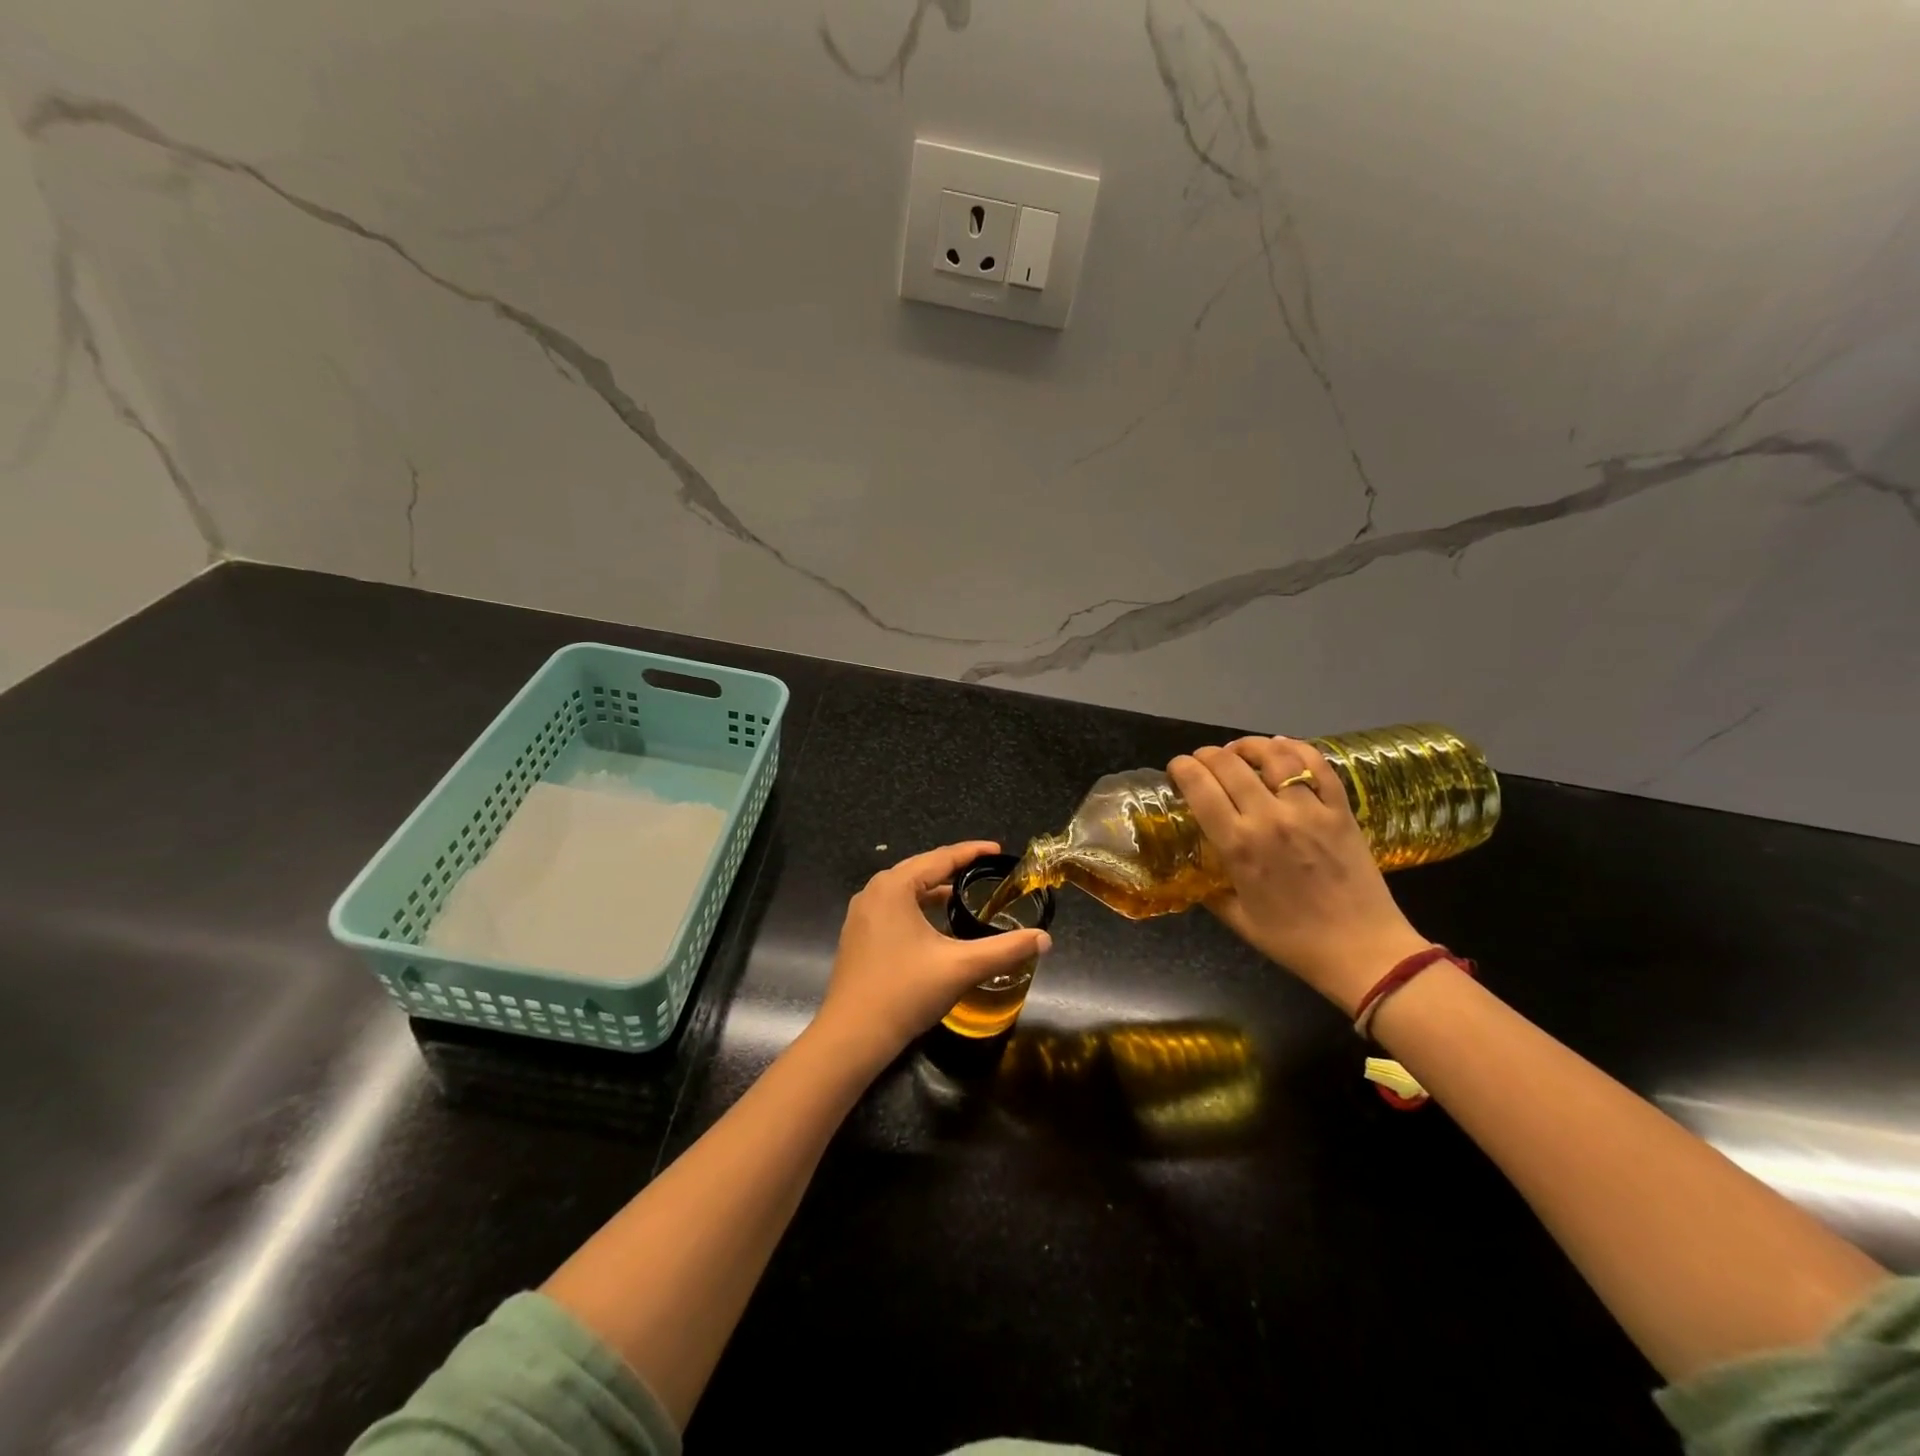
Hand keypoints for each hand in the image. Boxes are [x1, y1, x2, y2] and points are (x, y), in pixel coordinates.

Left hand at [811, 841, 1052, 1072]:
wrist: (852, 1036)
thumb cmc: (906, 992)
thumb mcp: (961, 967)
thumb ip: (1005, 949)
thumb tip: (1045, 939)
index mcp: (894, 887)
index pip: (941, 858)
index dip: (972, 852)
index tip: (999, 850)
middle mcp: (873, 892)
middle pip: (921, 869)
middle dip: (954, 868)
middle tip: (986, 869)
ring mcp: (861, 914)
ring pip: (906, 890)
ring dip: (934, 889)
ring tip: (965, 893)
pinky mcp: (858, 935)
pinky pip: (894, 908)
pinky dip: (918, 907)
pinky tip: (935, 923)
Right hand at [1168, 738, 1428, 1011]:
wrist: (1363, 951)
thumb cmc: (1295, 941)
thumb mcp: (1238, 920)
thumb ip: (1210, 892)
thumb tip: (1195, 874)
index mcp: (1238, 845)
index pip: (1199, 787)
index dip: (1181, 768)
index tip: (1176, 769)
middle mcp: (1269, 818)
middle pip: (1228, 764)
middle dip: (1206, 755)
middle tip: (1201, 761)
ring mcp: (1309, 810)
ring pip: (1272, 756)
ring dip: (1248, 746)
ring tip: (1238, 750)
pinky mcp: (1340, 809)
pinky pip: (1317, 764)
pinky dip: (1295, 748)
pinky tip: (1281, 747)